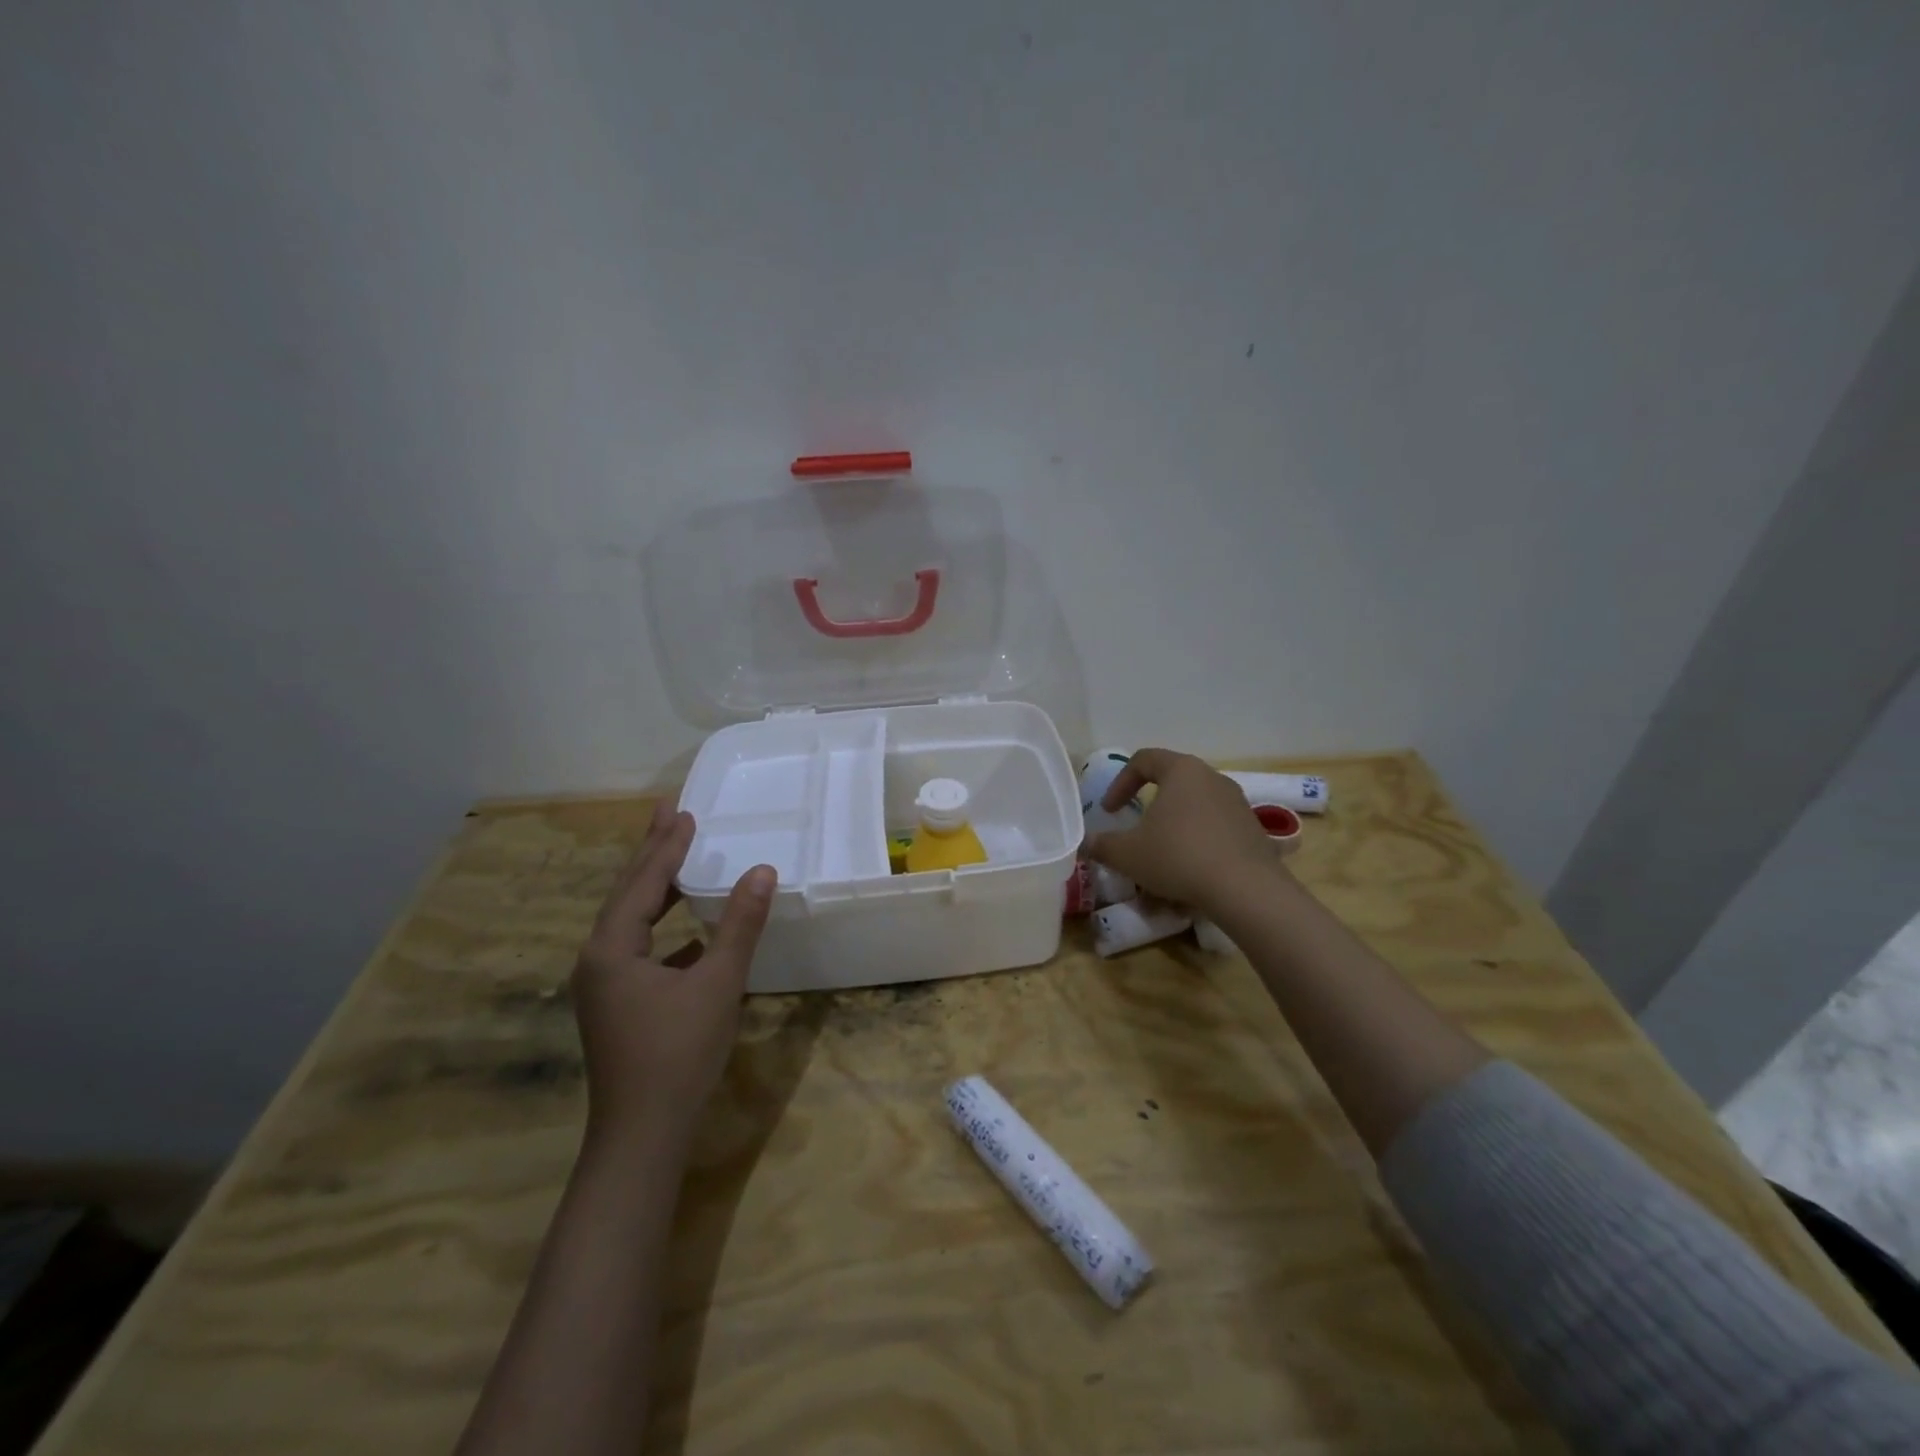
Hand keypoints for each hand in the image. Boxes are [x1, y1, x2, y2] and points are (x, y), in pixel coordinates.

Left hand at [572, 799, 775, 1148]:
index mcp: (611, 949)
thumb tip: (762, 871)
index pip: (642, 883)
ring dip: (656, 887)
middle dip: (651, 853)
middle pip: (627, 894)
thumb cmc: (678, 1053)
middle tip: (668, 814)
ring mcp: (604, 984)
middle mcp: (598, 960)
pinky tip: (688, 928)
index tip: (684, 811)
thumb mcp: (717, 983)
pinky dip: (663, 925)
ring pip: (631, 921)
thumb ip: (739, 925)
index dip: (667, 846)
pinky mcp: (617, 1004)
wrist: (643, 1135)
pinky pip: (639, 946)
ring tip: (677, 857)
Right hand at [1083, 748, 1279, 915]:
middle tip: (1136, 827)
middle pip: (1173, 780)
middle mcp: (1212, 777)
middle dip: (1150, 804)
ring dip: (1175, 824)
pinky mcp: (1253, 829)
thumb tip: (1086, 843)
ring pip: (1196, 806)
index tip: (1109, 810)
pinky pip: (1216, 828)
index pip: (1143, 760)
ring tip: (1163, 854)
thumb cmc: (1179, 857)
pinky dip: (1199, 842)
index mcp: (1181, 770)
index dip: (1120, 783)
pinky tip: (1191, 871)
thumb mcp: (1127, 854)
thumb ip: (1101, 845)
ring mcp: (1238, 802)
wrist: (1246, 890)